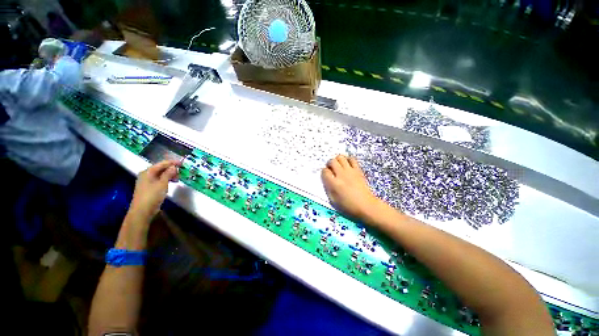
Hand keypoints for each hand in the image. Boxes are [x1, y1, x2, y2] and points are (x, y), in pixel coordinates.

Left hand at [128, 160, 179, 222]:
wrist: (142, 211)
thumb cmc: (152, 196)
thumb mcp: (162, 184)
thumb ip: (168, 174)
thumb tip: (174, 166)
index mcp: (148, 172)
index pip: (162, 164)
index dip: (172, 162)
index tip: (182, 163)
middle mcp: (146, 175)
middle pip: (161, 168)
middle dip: (171, 169)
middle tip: (181, 172)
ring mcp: (147, 181)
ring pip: (160, 174)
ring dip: (170, 175)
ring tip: (178, 178)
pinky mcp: (149, 187)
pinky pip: (159, 179)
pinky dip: (166, 179)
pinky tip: (171, 182)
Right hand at [321, 155, 383, 220]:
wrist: (366, 205)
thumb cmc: (348, 206)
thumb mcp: (333, 201)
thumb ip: (328, 189)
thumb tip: (326, 180)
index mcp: (334, 183)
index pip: (325, 171)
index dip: (324, 172)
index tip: (326, 175)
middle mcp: (341, 175)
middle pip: (332, 161)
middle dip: (329, 164)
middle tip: (331, 169)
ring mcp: (350, 171)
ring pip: (341, 157)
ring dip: (337, 160)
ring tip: (338, 165)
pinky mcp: (358, 170)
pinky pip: (352, 159)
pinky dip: (348, 159)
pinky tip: (347, 164)